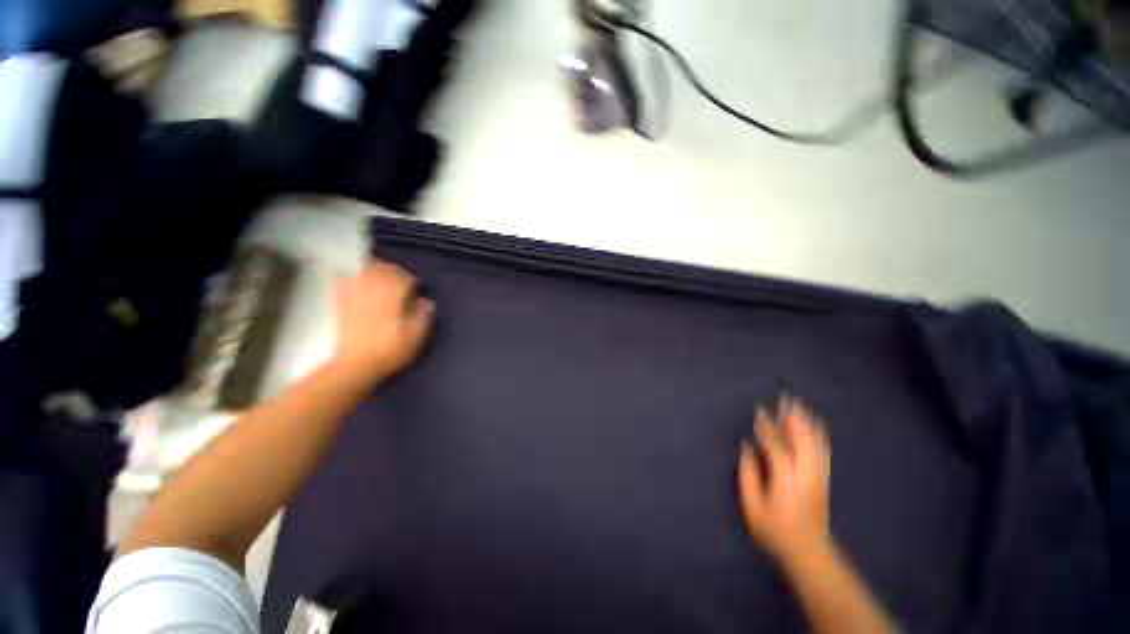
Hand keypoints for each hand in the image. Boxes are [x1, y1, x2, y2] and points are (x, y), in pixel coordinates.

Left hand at [330, 261, 435, 385]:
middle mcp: (374, 292)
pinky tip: (357, 281)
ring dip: (375, 269)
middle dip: (394, 271)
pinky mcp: (342, 304)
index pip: (404, 278)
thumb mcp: (416, 336)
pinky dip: (353, 277)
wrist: (356, 366)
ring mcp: (356, 296)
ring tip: (382, 274)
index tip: (416, 287)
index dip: (412, 281)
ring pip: (365, 271)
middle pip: (384, 269)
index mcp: (394, 298)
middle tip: (401, 278)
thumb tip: (428, 302)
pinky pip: (345, 282)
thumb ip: (424, 315)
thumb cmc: (391, 351)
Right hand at [738, 395, 831, 560]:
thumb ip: (748, 474)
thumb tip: (747, 447)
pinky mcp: (823, 478)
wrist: (809, 550)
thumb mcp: (753, 506)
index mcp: (785, 479)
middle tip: (785, 397)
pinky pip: (822, 449)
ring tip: (798, 405)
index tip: (760, 410)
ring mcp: (818, 475)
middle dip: (793, 417)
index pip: (776, 445)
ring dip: (806, 422)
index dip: (767, 426)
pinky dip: (817, 433)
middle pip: (802, 439)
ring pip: (815, 442)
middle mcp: (805, 473)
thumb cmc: (775, 529)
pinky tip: (812, 424)